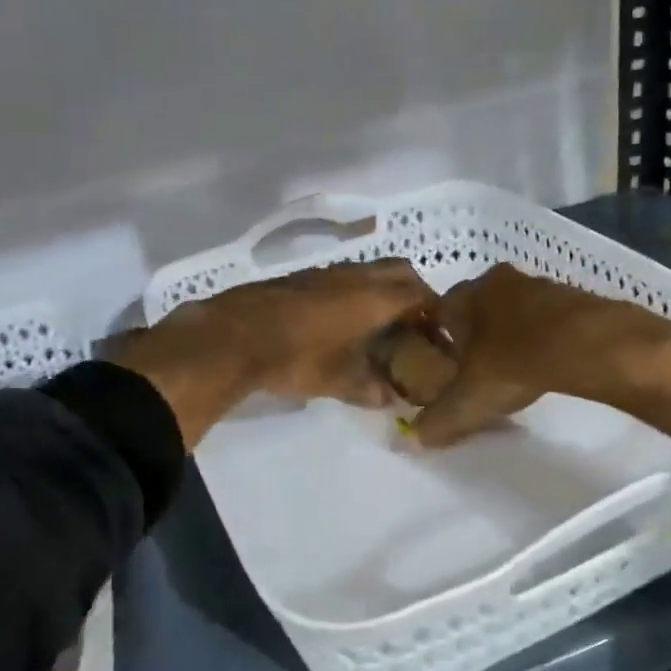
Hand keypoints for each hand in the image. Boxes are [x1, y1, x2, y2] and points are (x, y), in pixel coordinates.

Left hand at [204, 257, 439, 405]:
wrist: (233, 335)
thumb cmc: (295, 358)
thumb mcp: (337, 381)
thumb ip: (369, 389)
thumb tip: (390, 399)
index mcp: (373, 298)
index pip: (419, 294)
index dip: (433, 312)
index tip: (436, 332)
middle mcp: (354, 276)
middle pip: (399, 271)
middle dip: (414, 292)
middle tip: (413, 322)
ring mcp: (326, 272)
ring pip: (368, 270)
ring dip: (382, 289)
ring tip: (379, 323)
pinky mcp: (301, 276)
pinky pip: (342, 276)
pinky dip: (354, 291)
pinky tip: (341, 320)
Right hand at [413, 264, 649, 447]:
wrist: (586, 343)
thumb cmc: (513, 363)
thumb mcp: (467, 401)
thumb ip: (439, 419)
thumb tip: (418, 436)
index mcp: (463, 295)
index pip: (438, 313)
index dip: (438, 342)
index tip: (445, 369)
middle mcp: (495, 280)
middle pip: (476, 309)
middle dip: (476, 337)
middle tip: (479, 371)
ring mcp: (536, 283)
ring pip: (513, 310)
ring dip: (511, 333)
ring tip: (516, 369)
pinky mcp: (570, 294)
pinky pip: (545, 316)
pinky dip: (542, 335)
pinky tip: (547, 361)